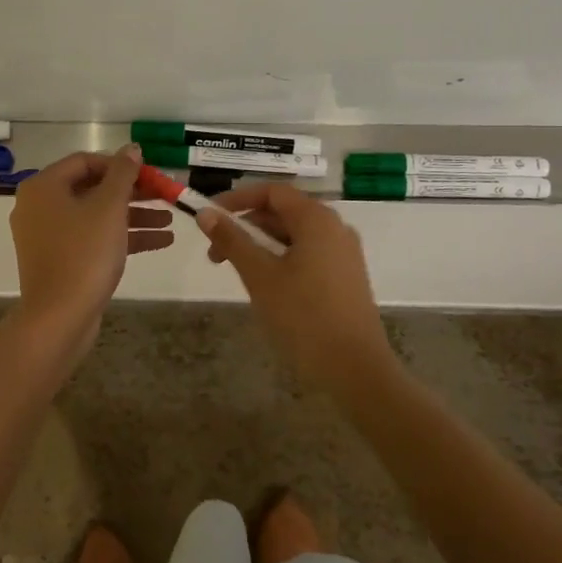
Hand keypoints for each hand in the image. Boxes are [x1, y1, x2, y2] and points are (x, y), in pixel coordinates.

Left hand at [8, 145, 172, 358]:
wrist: (59, 318)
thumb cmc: (84, 253)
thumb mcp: (110, 207)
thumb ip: (123, 173)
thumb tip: (132, 149)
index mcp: (44, 186)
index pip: (86, 161)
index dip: (120, 165)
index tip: (149, 175)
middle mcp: (40, 206)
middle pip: (92, 188)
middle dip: (132, 193)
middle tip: (164, 197)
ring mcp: (48, 235)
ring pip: (96, 216)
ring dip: (133, 216)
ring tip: (169, 222)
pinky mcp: (59, 260)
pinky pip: (92, 238)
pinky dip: (121, 237)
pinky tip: (160, 242)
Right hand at [199, 184, 396, 396]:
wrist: (356, 370)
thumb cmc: (304, 316)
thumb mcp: (259, 275)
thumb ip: (232, 240)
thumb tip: (205, 213)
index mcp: (316, 219)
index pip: (272, 192)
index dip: (237, 199)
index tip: (209, 217)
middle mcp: (334, 228)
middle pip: (282, 212)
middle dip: (246, 227)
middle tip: (215, 254)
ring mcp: (344, 253)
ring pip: (294, 236)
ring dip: (261, 246)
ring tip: (237, 272)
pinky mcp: (346, 277)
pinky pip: (308, 254)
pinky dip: (281, 259)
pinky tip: (266, 286)